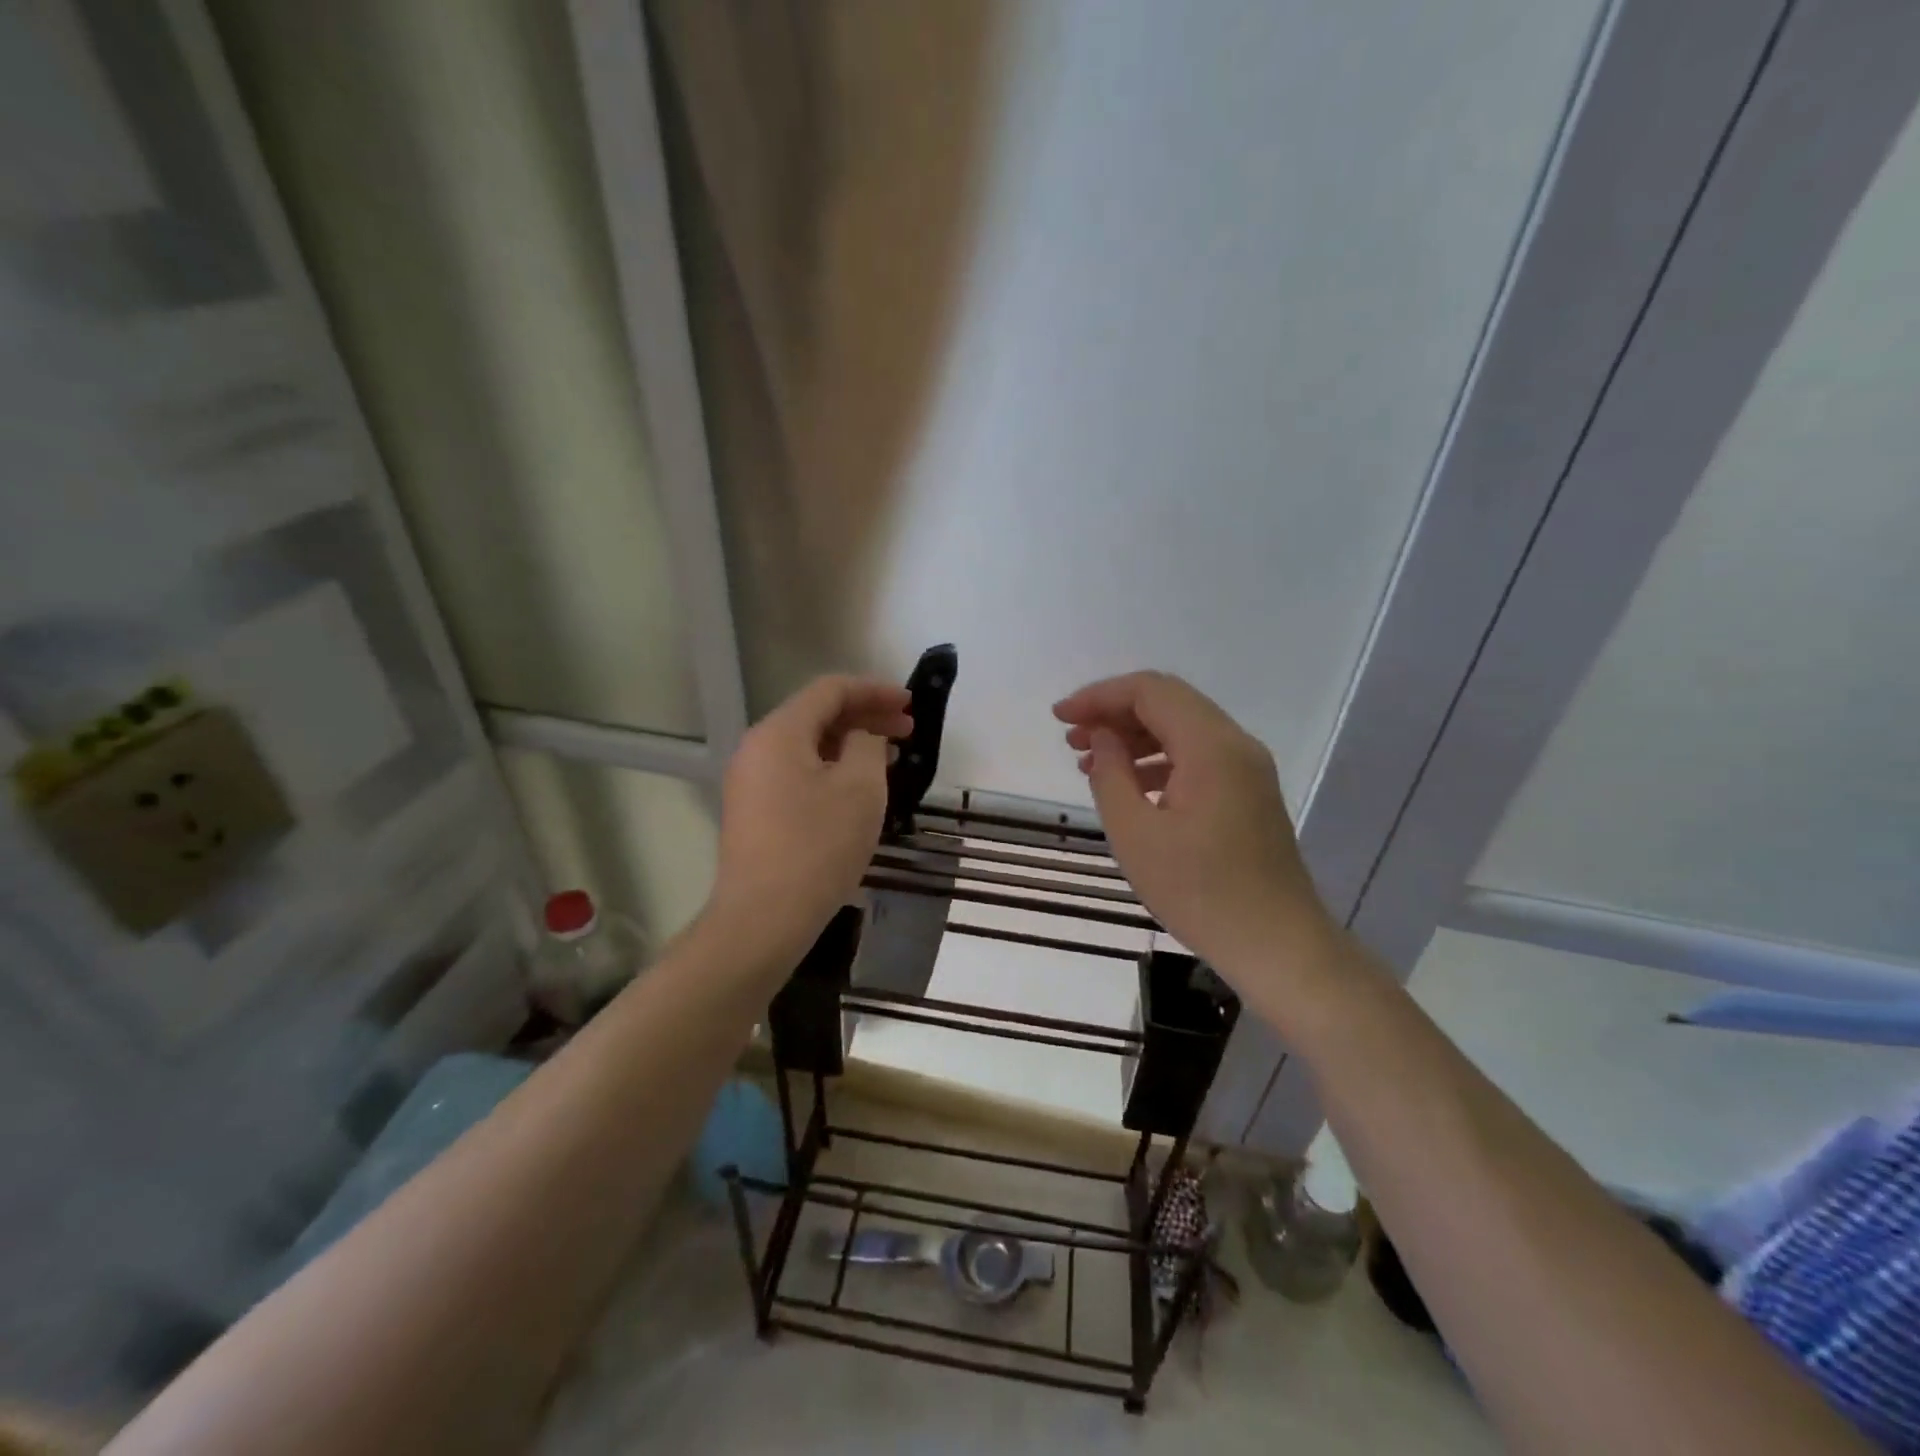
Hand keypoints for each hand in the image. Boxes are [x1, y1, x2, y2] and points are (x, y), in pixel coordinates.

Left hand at [708, 675, 912, 966]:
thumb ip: (868, 745)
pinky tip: (858, 787)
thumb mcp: (860, 789)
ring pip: (808, 746)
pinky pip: (797, 772)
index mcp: (779, 732)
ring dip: (850, 744)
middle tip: (908, 730)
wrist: (764, 918)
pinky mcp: (754, 811)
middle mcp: (757, 748)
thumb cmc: (818, 847)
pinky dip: (831, 768)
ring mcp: (751, 781)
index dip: (874, 690)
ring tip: (889, 757)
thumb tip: (862, 736)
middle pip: (816, 715)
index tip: (910, 703)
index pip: (830, 690)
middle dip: (865, 716)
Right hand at [1054, 671, 1333, 983]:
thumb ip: (1111, 775)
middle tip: (1071, 739)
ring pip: (1183, 729)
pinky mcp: (1248, 793)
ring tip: (1089, 761)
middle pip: (1168, 703)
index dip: (1100, 696)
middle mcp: (1235, 745)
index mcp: (1211, 747)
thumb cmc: (1200, 893)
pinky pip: (1198, 756)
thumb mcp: (1136, 835)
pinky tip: (1129, 786)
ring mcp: (1247, 769)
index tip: (1060, 718)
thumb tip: (1102, 737)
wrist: (1277, 944)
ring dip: (1134, 736)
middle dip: (1114, 712)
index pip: (1150, 691)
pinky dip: (1158, 759)